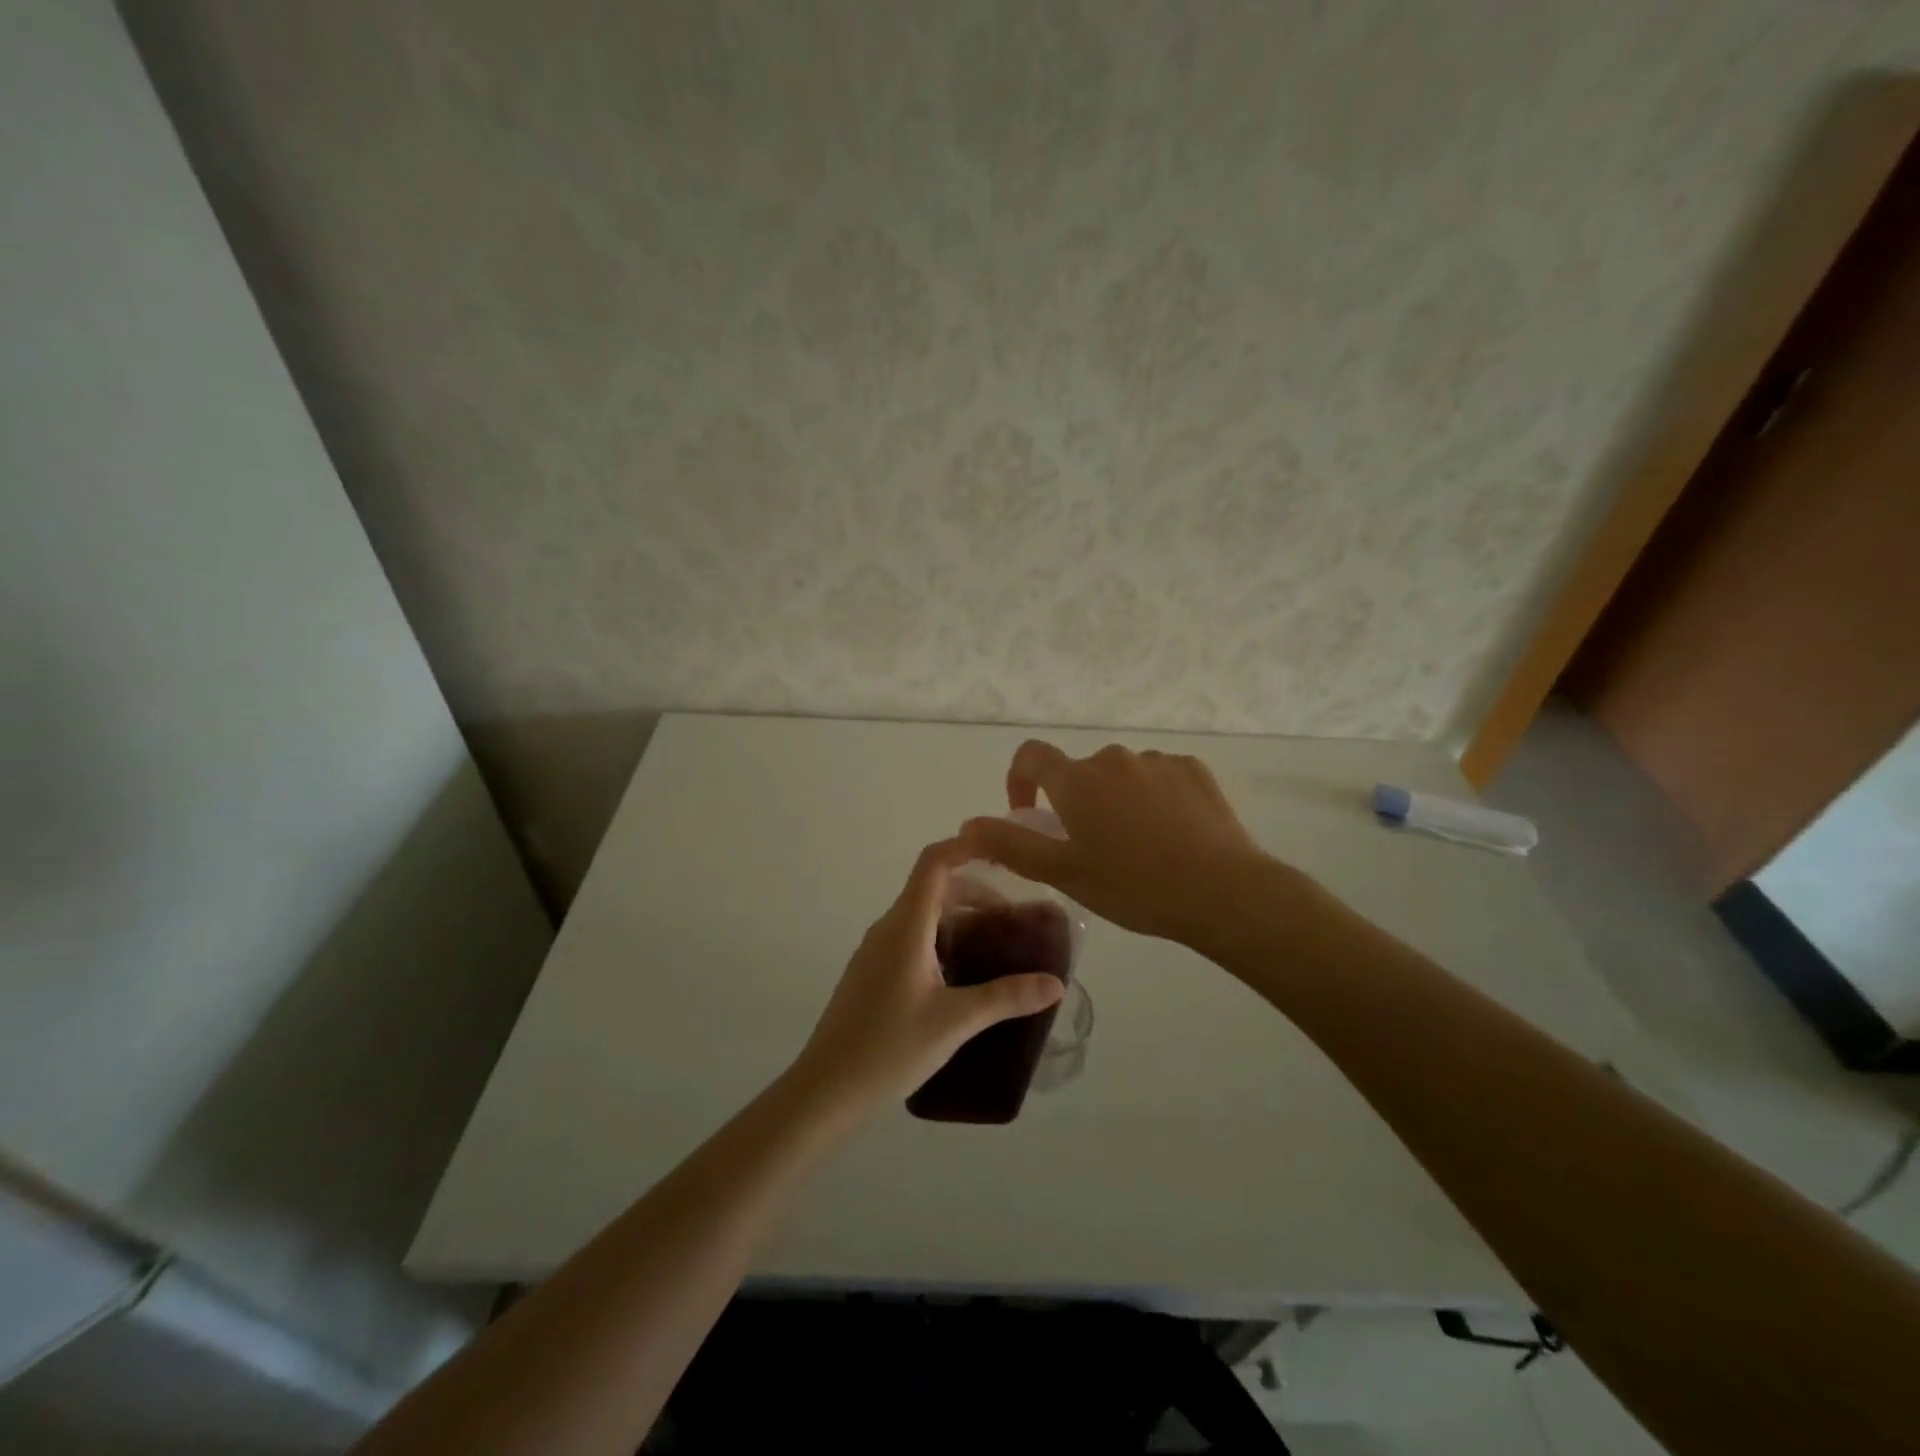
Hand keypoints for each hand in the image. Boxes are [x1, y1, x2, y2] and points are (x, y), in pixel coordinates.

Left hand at [790, 838, 1065, 1117]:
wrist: (826, 1089)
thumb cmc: (890, 1047)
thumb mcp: (956, 1021)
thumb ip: (1006, 997)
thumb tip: (1055, 983)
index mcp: (906, 926)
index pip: (934, 863)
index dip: (965, 848)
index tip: (1002, 852)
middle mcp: (888, 928)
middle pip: (932, 888)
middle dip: (975, 893)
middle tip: (1013, 919)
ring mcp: (875, 951)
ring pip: (922, 915)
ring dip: (959, 919)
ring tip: (995, 948)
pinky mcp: (871, 974)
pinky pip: (911, 939)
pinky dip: (941, 940)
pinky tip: (962, 977)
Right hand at [960, 740, 1274, 947]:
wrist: (1222, 891)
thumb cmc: (1133, 885)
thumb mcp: (1063, 873)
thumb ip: (1010, 845)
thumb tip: (967, 825)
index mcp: (1078, 780)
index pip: (1031, 755)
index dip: (1020, 779)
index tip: (1029, 814)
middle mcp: (1114, 759)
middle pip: (1080, 772)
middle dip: (1075, 802)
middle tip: (1090, 849)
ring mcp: (1158, 762)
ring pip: (1121, 776)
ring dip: (1116, 801)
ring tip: (1136, 848)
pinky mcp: (1194, 772)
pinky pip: (1160, 778)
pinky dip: (1154, 799)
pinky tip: (1171, 836)